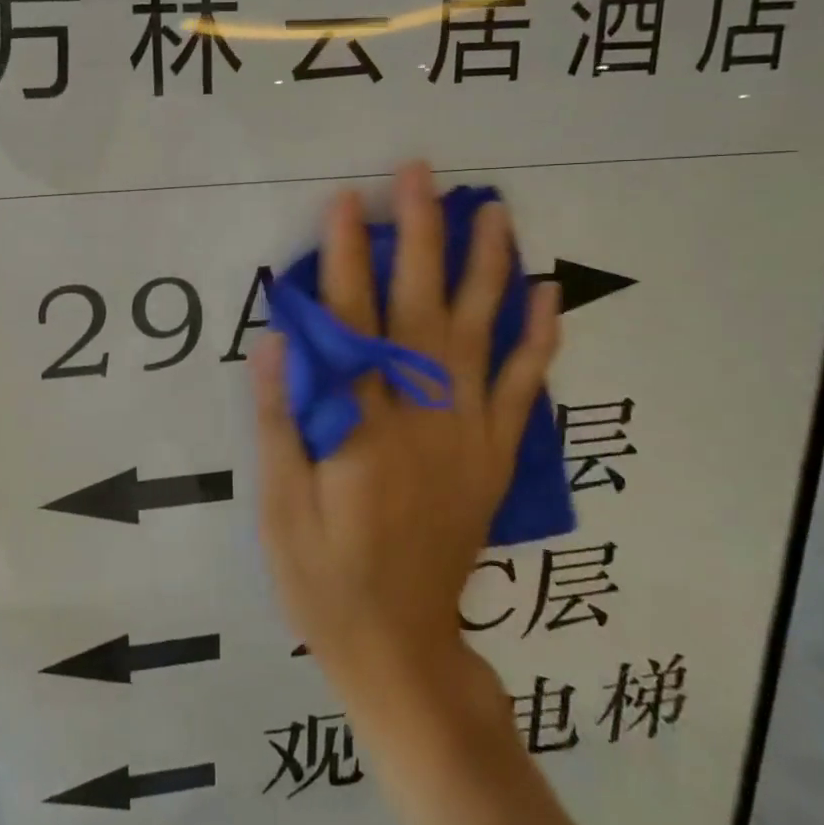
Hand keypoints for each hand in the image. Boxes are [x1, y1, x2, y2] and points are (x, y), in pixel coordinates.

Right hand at [251, 161, 559, 706]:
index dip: (346, 257)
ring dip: (487, 267)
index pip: (351, 323)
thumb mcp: (278, 508)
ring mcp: (468, 434)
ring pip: (482, 334)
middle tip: (421, 176)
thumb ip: (278, 420)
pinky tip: (547, 294)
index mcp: (362, 427)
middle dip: (420, 235)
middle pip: (421, 309)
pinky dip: (539, 338)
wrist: (401, 648)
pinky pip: (525, 389)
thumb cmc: (325, 577)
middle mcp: (422, 417)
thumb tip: (277, 340)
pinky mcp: (494, 455)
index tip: (345, 200)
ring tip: (493, 211)